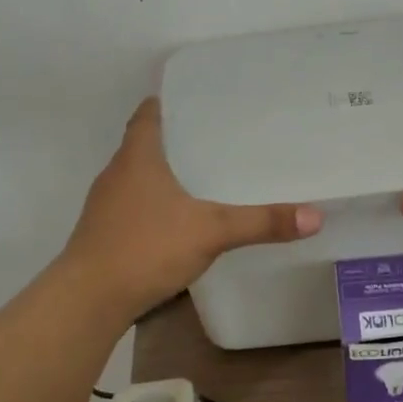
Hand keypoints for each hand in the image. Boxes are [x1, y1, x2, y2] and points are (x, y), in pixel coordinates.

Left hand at [65, 98, 322, 316]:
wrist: (88, 300)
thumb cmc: (145, 247)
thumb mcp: (211, 231)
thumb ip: (262, 222)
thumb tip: (315, 215)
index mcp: (137, 156)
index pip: (148, 113)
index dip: (170, 102)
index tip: (200, 101)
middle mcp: (117, 172)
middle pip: (145, 142)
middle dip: (178, 138)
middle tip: (219, 137)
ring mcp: (106, 204)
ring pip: (139, 175)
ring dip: (166, 171)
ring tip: (206, 175)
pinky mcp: (104, 232)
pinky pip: (135, 203)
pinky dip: (156, 202)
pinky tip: (181, 218)